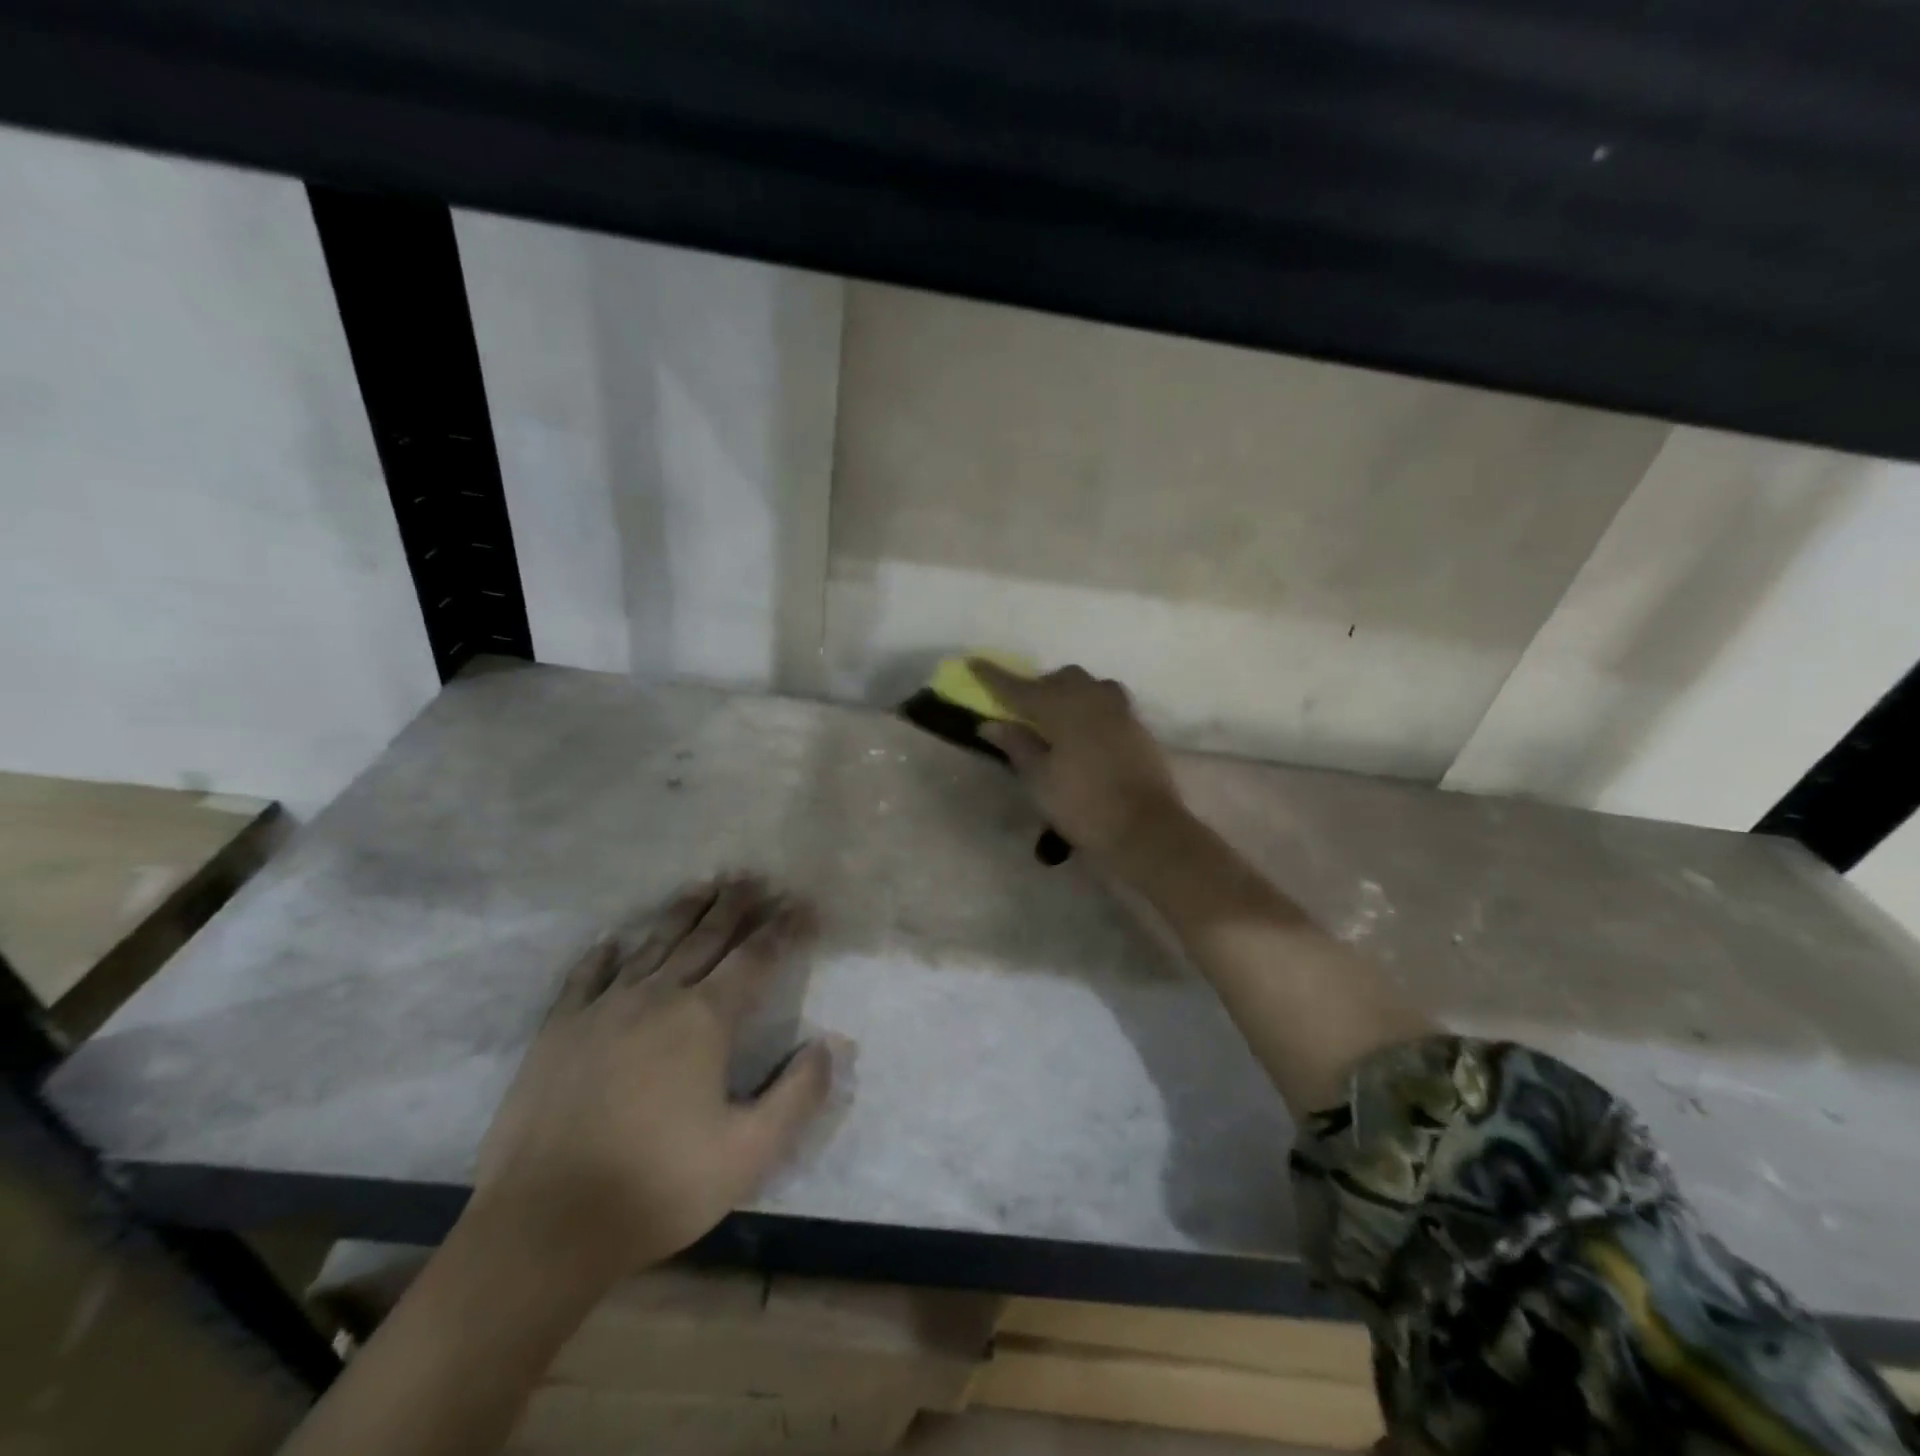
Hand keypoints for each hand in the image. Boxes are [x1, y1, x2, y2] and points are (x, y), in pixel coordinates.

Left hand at [468, 877, 836, 1288]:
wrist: (542, 1228)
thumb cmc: (657, 1188)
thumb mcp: (749, 1154)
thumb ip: (797, 1095)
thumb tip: (827, 1045)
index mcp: (704, 1019)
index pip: (756, 958)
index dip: (784, 928)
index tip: (804, 905)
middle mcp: (657, 997)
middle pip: (706, 937)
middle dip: (736, 905)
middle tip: (755, 877)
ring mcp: (602, 1009)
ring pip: (652, 944)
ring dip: (682, 912)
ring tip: (703, 886)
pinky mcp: (558, 1030)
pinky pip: (587, 976)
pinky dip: (605, 952)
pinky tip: (614, 939)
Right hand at [969, 660, 1187, 864]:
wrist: (1145, 829)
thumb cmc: (1083, 806)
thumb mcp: (1040, 780)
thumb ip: (1017, 745)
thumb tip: (992, 723)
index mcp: (1062, 709)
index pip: (1020, 688)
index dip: (994, 677)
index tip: (973, 663)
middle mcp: (1092, 699)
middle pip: (1060, 679)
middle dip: (1037, 687)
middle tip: (1021, 710)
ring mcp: (1119, 711)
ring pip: (1089, 685)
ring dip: (1069, 692)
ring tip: (1057, 717)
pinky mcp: (1137, 727)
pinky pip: (1108, 701)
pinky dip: (1091, 706)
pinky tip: (1086, 729)